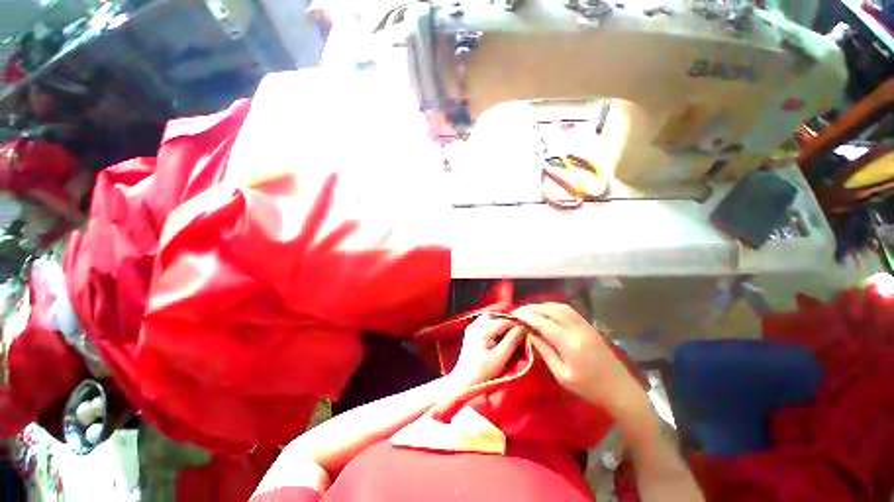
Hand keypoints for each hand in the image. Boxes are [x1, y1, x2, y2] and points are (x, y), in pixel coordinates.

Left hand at [447, 315, 525, 388]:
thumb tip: (523, 327)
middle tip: (523, 334)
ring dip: (505, 325)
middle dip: (511, 324)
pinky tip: (505, 337)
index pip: (504, 320)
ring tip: (515, 336)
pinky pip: (489, 324)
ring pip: (494, 319)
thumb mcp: (499, 359)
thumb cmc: (481, 374)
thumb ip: (511, 341)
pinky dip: (498, 328)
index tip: (530, 331)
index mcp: (481, 329)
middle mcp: (476, 324)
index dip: (518, 324)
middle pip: (499, 317)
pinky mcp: (474, 332)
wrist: (463, 383)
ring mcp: (474, 327)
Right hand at [514, 303, 649, 418]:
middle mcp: (577, 328)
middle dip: (533, 308)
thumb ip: (545, 351)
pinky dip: (554, 307)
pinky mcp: (589, 326)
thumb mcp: (562, 374)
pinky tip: (547, 312)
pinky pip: (568, 310)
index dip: (527, 317)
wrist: (620, 390)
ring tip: (531, 310)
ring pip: (560, 307)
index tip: (514, 314)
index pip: (542, 322)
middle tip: (519, 311)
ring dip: (543, 306)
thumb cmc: (589, 388)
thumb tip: (530, 334)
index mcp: (569, 342)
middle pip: (551, 310)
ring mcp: (585, 325)